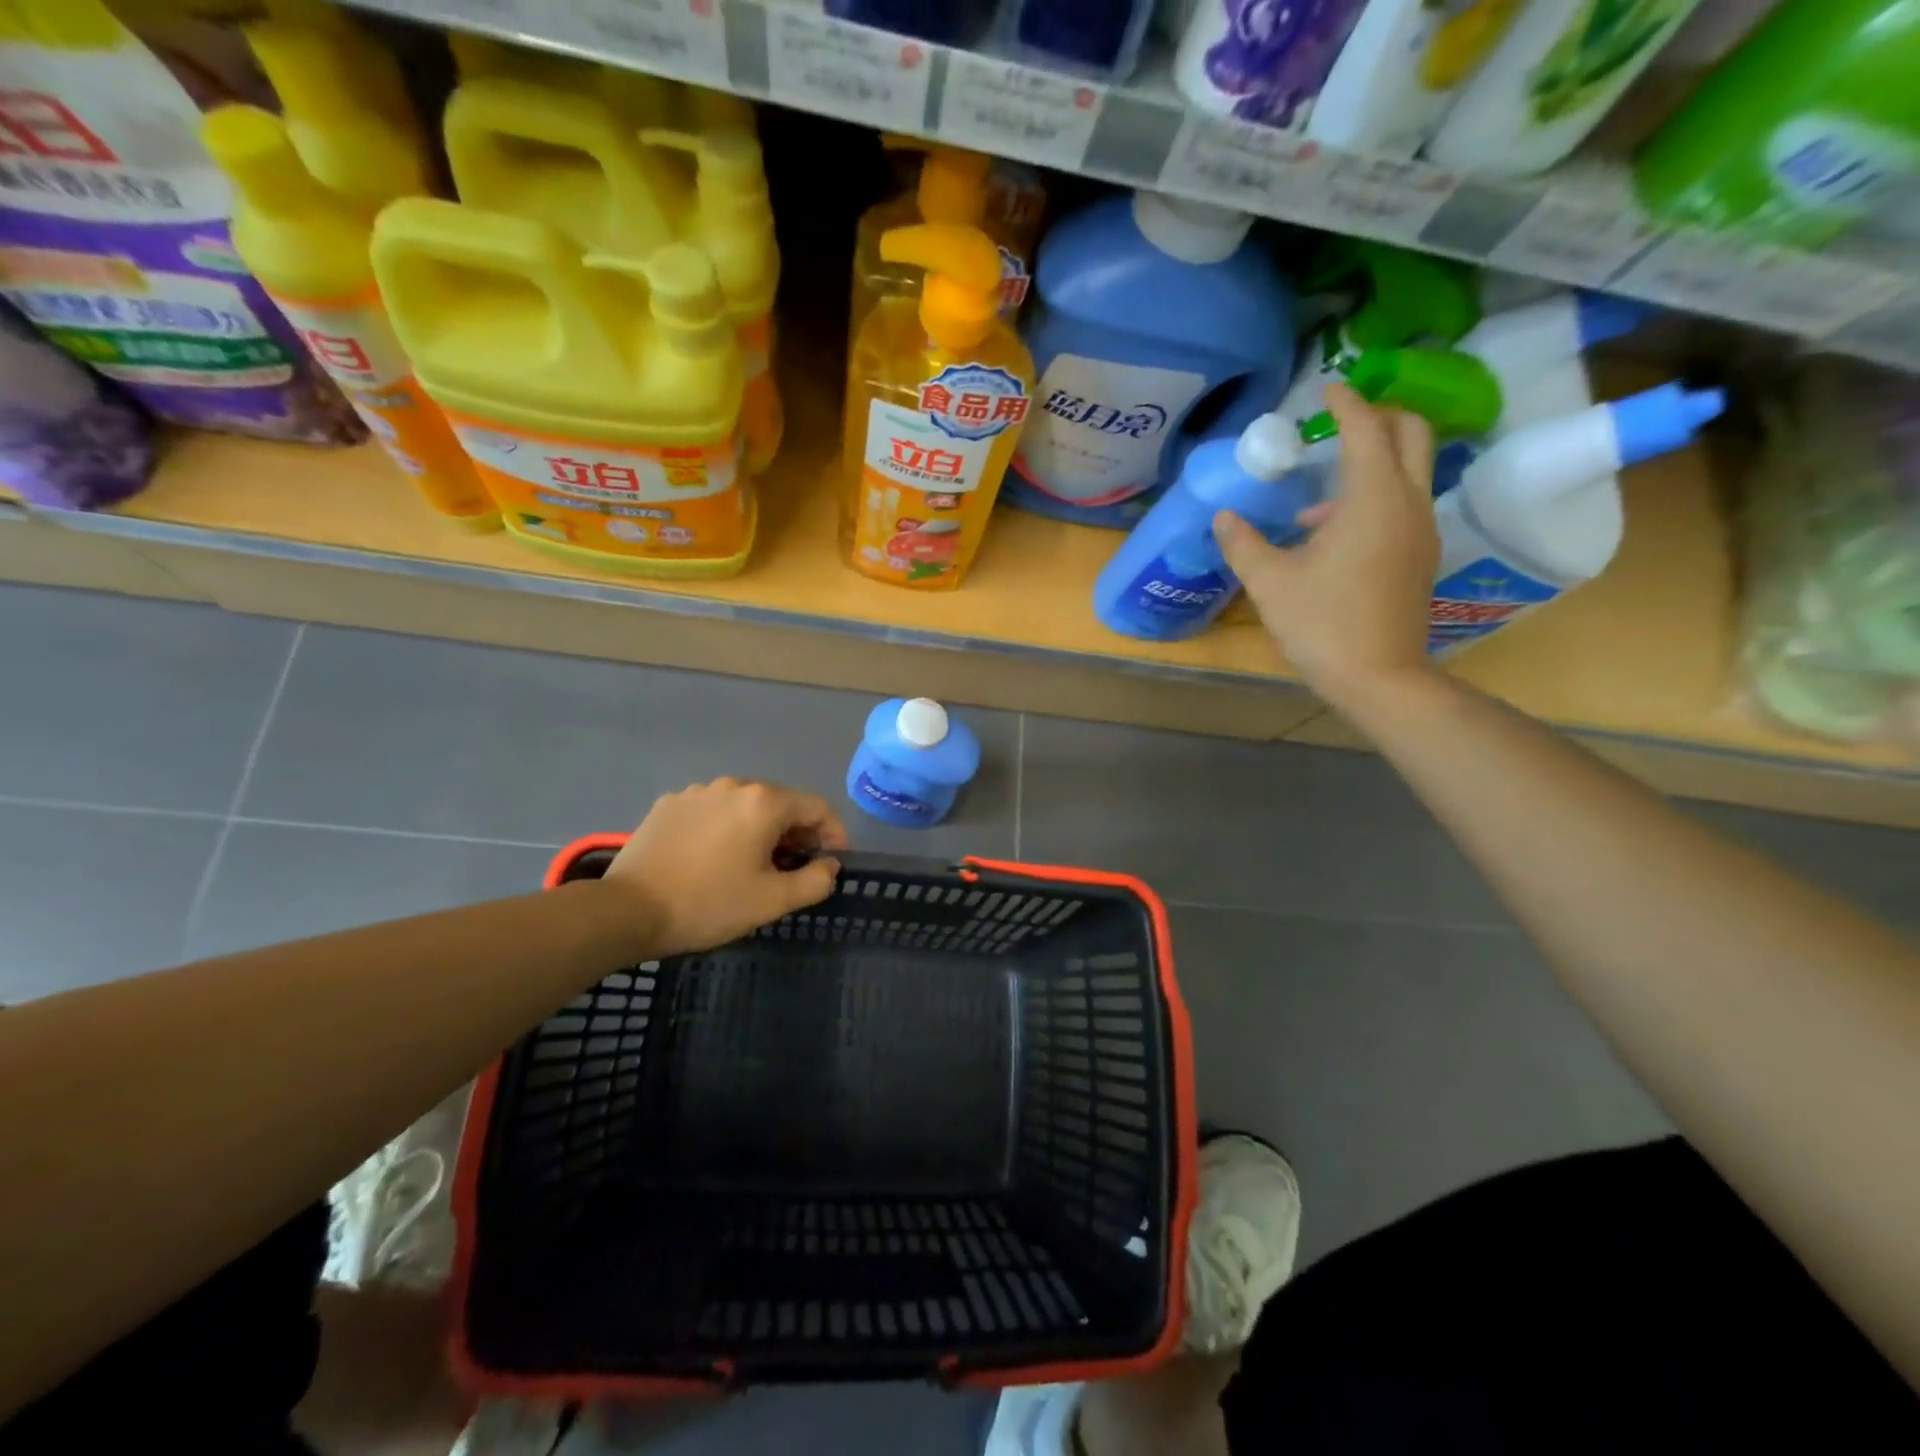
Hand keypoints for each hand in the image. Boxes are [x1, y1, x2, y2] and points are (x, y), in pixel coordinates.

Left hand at [602, 778, 848, 957]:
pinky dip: (725, 828)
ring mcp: (697, 792)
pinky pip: (712, 811)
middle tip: (794, 868)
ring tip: (752, 864)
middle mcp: (733, 785)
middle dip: (796, 832)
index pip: (817, 807)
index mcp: (764, 802)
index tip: (832, 862)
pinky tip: (713, 858)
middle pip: (780, 803)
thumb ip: (815, 880)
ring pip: (745, 806)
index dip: (833, 834)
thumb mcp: (773, 901)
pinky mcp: (669, 804)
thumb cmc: (709, 904)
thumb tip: (829, 865)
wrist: (627, 910)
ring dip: (760, 829)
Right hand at [1215, 382, 1440, 710]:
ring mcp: (1421, 530)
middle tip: (1340, 422)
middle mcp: (1407, 502)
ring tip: (1319, 497)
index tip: (1326, 387)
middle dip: (1379, 417)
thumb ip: (1243, 543)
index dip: (1345, 403)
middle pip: (1411, 434)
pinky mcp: (1420, 556)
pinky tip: (1333, 533)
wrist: (1378, 678)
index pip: (1365, 429)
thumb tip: (1223, 516)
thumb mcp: (1269, 582)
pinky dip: (1376, 495)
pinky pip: (1404, 503)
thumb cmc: (1322, 623)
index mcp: (1372, 498)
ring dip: (1374, 462)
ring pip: (1410, 471)